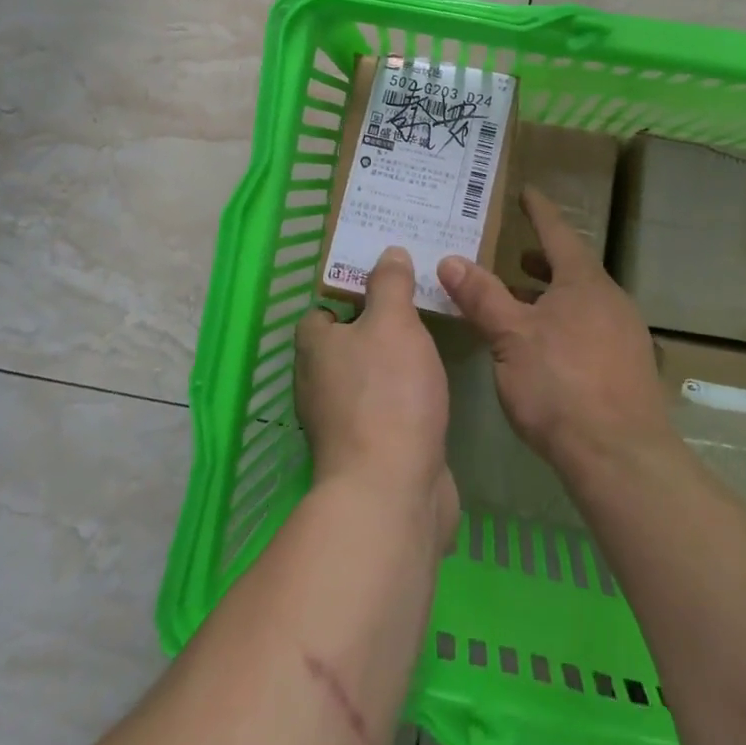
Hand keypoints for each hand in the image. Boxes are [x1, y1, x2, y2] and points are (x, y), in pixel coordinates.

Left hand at [295, 246, 459, 549]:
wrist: (393, 492)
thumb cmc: (388, 394)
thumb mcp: (393, 323)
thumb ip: (390, 284)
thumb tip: (388, 252)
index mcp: (314, 348)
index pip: (322, 309)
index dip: (350, 293)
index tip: (387, 281)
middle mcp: (318, 384)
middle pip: (345, 343)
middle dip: (377, 325)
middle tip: (416, 303)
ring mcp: (341, 422)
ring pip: (366, 378)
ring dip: (392, 363)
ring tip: (429, 339)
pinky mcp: (367, 451)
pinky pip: (384, 410)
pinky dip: (403, 398)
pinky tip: (430, 388)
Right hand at [438, 188, 673, 476]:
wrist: (622, 458)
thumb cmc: (560, 385)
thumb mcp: (510, 337)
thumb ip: (481, 296)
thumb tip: (450, 259)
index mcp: (584, 282)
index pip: (557, 233)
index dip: (539, 211)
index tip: (527, 192)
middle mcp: (610, 300)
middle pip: (573, 268)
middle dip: (543, 260)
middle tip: (515, 253)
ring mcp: (625, 335)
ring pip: (582, 301)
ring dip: (551, 295)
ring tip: (521, 301)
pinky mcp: (628, 368)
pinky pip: (591, 328)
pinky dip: (564, 322)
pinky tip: (546, 348)